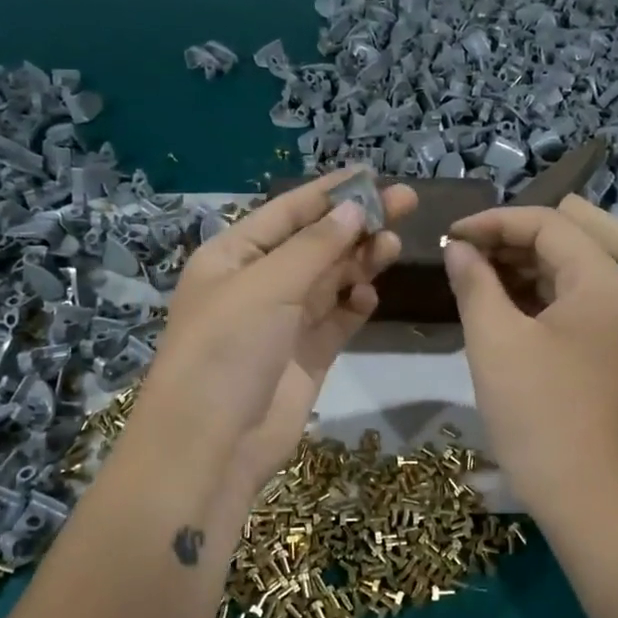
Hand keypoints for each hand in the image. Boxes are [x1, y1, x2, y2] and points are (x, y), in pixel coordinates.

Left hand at [137, 169, 417, 500]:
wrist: (212, 444)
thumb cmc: (227, 349)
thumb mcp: (267, 285)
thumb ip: (315, 246)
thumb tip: (355, 208)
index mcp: (233, 257)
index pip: (287, 212)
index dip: (330, 192)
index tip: (373, 173)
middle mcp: (257, 284)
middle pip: (314, 244)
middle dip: (356, 224)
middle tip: (405, 203)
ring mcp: (282, 323)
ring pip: (329, 281)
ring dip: (359, 261)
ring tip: (392, 246)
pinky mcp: (305, 358)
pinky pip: (336, 321)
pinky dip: (353, 306)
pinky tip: (369, 297)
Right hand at [444, 206, 617, 519]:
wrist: (583, 493)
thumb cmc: (537, 409)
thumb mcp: (495, 339)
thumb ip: (474, 282)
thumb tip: (457, 248)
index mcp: (601, 279)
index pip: (546, 224)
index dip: (493, 223)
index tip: (448, 237)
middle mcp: (616, 294)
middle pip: (557, 247)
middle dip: (502, 246)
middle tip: (453, 260)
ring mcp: (613, 326)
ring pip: (558, 278)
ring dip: (512, 274)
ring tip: (465, 281)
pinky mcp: (601, 352)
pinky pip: (562, 309)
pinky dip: (527, 303)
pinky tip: (491, 311)